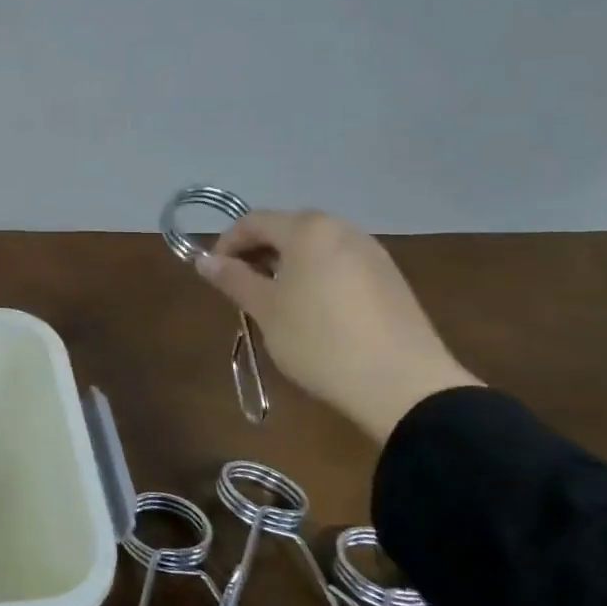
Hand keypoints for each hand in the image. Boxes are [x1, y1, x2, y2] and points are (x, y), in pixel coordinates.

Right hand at [195, 209, 480, 442]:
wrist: (402, 384)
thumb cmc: (319, 340)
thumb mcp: (265, 310)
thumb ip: (233, 279)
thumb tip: (204, 260)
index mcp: (308, 230)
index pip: (253, 221)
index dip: (227, 243)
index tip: (214, 273)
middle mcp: (342, 230)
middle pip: (287, 229)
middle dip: (258, 252)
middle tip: (241, 287)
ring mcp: (372, 252)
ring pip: (315, 247)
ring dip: (287, 264)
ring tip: (275, 300)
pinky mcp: (390, 278)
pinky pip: (340, 264)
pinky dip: (316, 276)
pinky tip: (313, 311)